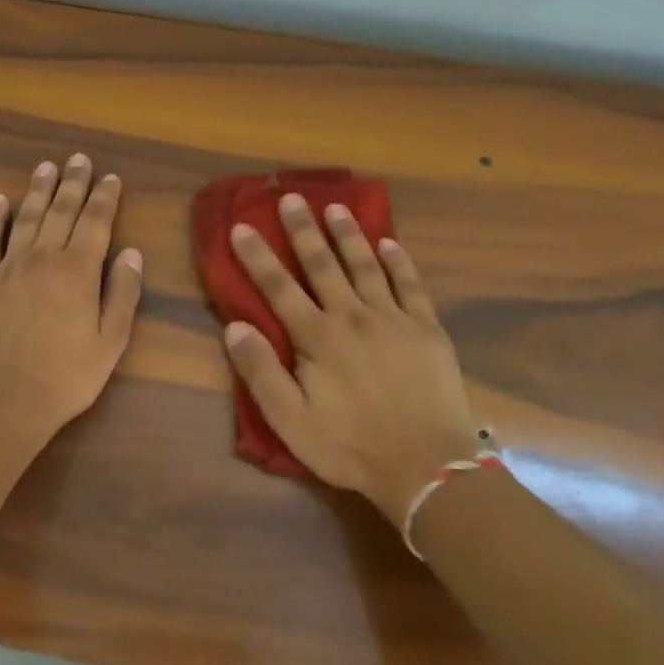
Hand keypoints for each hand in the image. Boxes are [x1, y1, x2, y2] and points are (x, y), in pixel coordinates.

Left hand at [0, 154, 143, 446]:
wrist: (4, 399)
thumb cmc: (66, 376)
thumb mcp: (111, 341)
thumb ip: (123, 294)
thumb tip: (132, 254)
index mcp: (79, 270)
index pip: (96, 222)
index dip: (105, 198)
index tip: (110, 178)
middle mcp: (43, 257)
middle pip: (61, 211)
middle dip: (73, 183)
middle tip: (79, 159)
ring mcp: (7, 266)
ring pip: (25, 217)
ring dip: (38, 190)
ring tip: (46, 168)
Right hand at [224, 195, 477, 527]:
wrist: (428, 466)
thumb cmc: (351, 447)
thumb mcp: (292, 421)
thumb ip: (261, 372)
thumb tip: (235, 326)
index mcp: (318, 338)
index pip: (279, 288)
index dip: (258, 257)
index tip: (242, 227)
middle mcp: (353, 317)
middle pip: (323, 265)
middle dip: (304, 230)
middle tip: (292, 198)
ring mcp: (394, 319)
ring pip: (366, 266)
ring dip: (349, 235)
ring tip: (336, 207)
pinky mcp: (427, 329)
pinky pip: (411, 286)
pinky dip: (399, 262)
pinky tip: (390, 244)